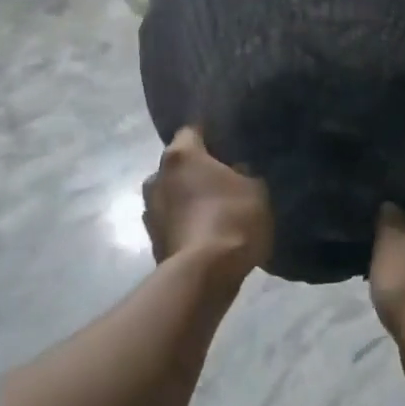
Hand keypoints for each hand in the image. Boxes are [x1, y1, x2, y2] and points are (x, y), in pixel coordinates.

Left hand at [141, 128, 273, 285]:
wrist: (203, 275)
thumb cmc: (231, 218)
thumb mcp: (255, 188)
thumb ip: (244, 173)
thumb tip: (235, 172)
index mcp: (180, 154)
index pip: (192, 130)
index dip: (210, 134)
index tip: (226, 142)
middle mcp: (157, 176)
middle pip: (178, 164)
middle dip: (197, 169)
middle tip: (222, 179)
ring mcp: (149, 209)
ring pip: (172, 193)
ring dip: (187, 198)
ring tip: (213, 210)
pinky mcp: (151, 239)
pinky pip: (172, 221)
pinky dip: (184, 222)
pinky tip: (205, 233)